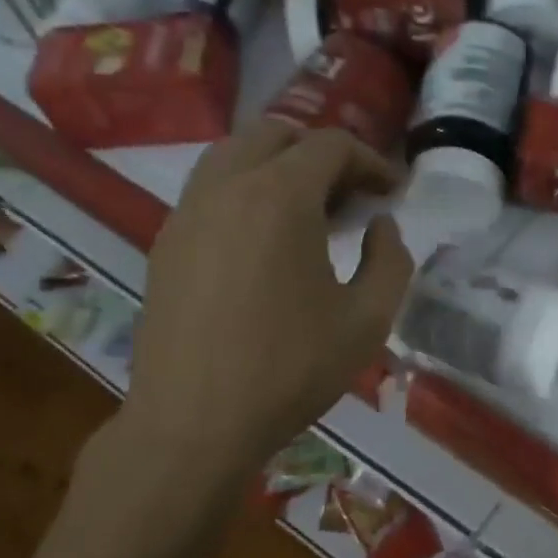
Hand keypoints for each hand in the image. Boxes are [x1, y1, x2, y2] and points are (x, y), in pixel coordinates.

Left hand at [120, 121, 412, 473]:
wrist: (194, 423)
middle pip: (275, 134)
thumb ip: (390, 260)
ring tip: (309, 215)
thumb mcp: (368, 320)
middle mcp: (226, 187)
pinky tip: (265, 244)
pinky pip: (209, 191)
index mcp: (280, 197)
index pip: (330, 145)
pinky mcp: (166, 243)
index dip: (370, 161)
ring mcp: (187, 213)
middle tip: (350, 197)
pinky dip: (245, 193)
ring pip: (233, 155)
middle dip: (321, 154)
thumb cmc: (291, 370)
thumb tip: (381, 226)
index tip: (391, 192)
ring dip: (278, 167)